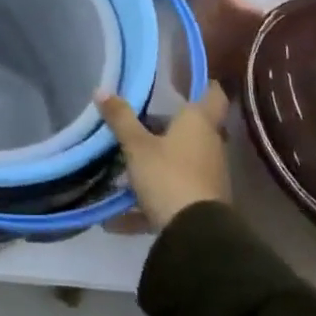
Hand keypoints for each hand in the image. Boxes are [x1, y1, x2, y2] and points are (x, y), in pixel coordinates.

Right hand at [96, 81, 232, 230]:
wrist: (196, 235)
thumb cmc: (169, 175)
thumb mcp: (137, 146)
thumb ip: (121, 119)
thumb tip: (102, 90)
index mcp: (199, 123)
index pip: (213, 94)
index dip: (203, 84)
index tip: (185, 80)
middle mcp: (209, 145)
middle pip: (191, 129)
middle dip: (165, 128)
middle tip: (137, 123)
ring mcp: (208, 176)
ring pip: (180, 161)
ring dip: (155, 164)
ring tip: (122, 169)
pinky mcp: (201, 204)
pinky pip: (172, 194)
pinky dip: (147, 202)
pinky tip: (115, 220)